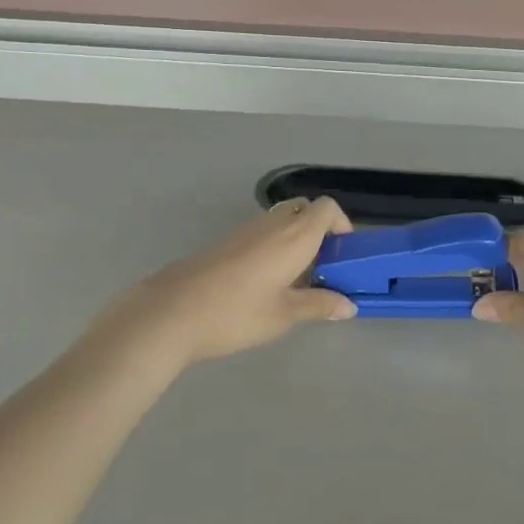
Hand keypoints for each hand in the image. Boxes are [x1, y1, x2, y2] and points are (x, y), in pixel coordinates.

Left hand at [108, 198, 356, 366]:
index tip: (345, 254)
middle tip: (323, 266)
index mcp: (295, 235)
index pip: (328, 208)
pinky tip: (267, 282)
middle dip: (320, 230)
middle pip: (305, 209)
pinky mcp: (229, 241)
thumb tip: (349, 305)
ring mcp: (248, 230)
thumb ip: (319, 305)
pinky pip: (264, 232)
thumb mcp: (284, 315)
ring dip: (296, 238)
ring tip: (297, 279)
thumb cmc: (237, 312)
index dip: (342, 224)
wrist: (174, 311)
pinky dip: (275, 245)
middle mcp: (274, 223)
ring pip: (283, 220)